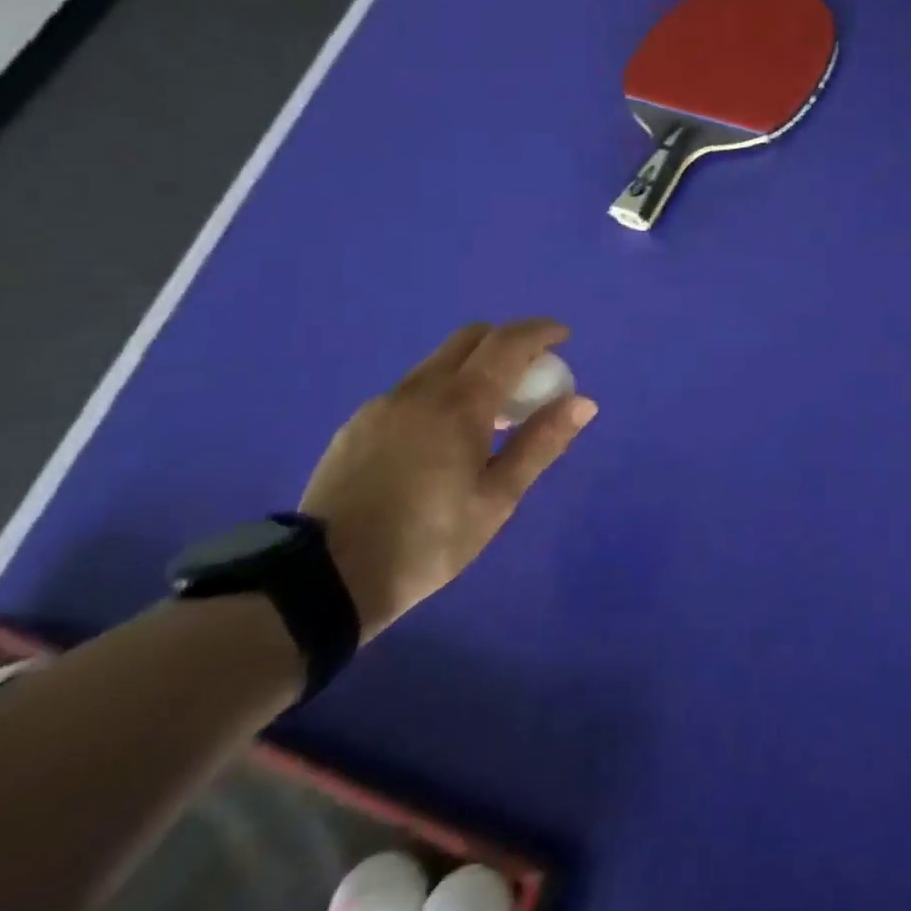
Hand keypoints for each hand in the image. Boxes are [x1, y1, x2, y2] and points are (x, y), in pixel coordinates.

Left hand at [300, 319, 597, 637]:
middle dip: (507, 343)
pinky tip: (443, 437)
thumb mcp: (497, 499)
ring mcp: (384, 403)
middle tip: (529, 376)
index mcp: (460, 403)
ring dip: (473, 368)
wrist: (326, 578)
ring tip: (490, 416)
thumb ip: (540, 443)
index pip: (507, 343)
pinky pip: (412, 389)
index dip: (540, 332)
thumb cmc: (429, 541)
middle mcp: (420, 389)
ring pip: (438, 362)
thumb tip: (583, 402)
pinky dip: (442, 391)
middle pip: (470, 339)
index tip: (563, 336)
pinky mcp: (358, 423)